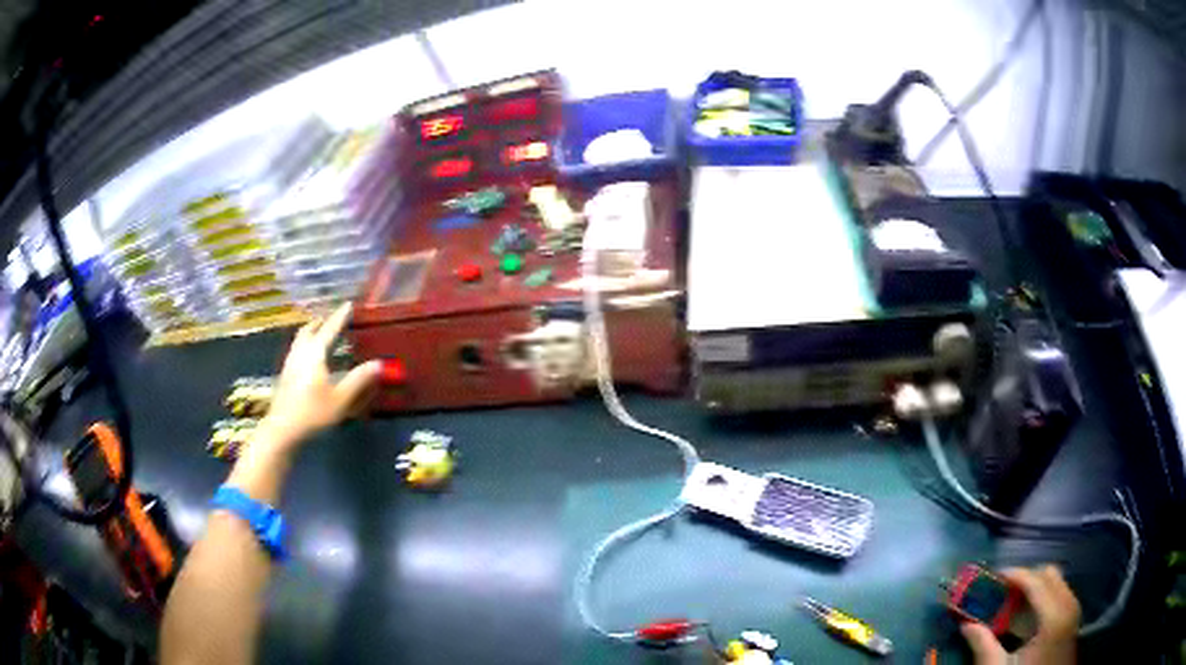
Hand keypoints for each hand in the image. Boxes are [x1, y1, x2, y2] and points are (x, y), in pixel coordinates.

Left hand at [257, 302, 380, 451]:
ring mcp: (290, 363)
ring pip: (300, 339)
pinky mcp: (285, 375)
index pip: (330, 329)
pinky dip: (305, 344)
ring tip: (320, 332)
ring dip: (311, 331)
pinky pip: (296, 350)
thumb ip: (359, 380)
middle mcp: (300, 353)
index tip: (349, 304)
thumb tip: (378, 363)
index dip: (340, 317)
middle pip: (309, 329)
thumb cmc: (312, 414)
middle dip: (322, 321)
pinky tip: (309, 357)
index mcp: (315, 354)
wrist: (282, 429)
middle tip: (332, 318)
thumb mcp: (341, 400)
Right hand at [961, 565, 1080, 664]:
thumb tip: (966, 625)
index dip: (1015, 574)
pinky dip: (1044, 596)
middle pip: (1049, 575)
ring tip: (1014, 601)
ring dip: (1035, 586)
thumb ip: (984, 645)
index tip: (994, 574)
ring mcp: (1073, 610)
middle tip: (1003, 589)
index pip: (1036, 581)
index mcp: (1054, 615)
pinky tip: (1028, 615)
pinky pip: (1060, 594)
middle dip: (1026, 578)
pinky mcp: (1072, 618)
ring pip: (1056, 583)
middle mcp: (1068, 604)